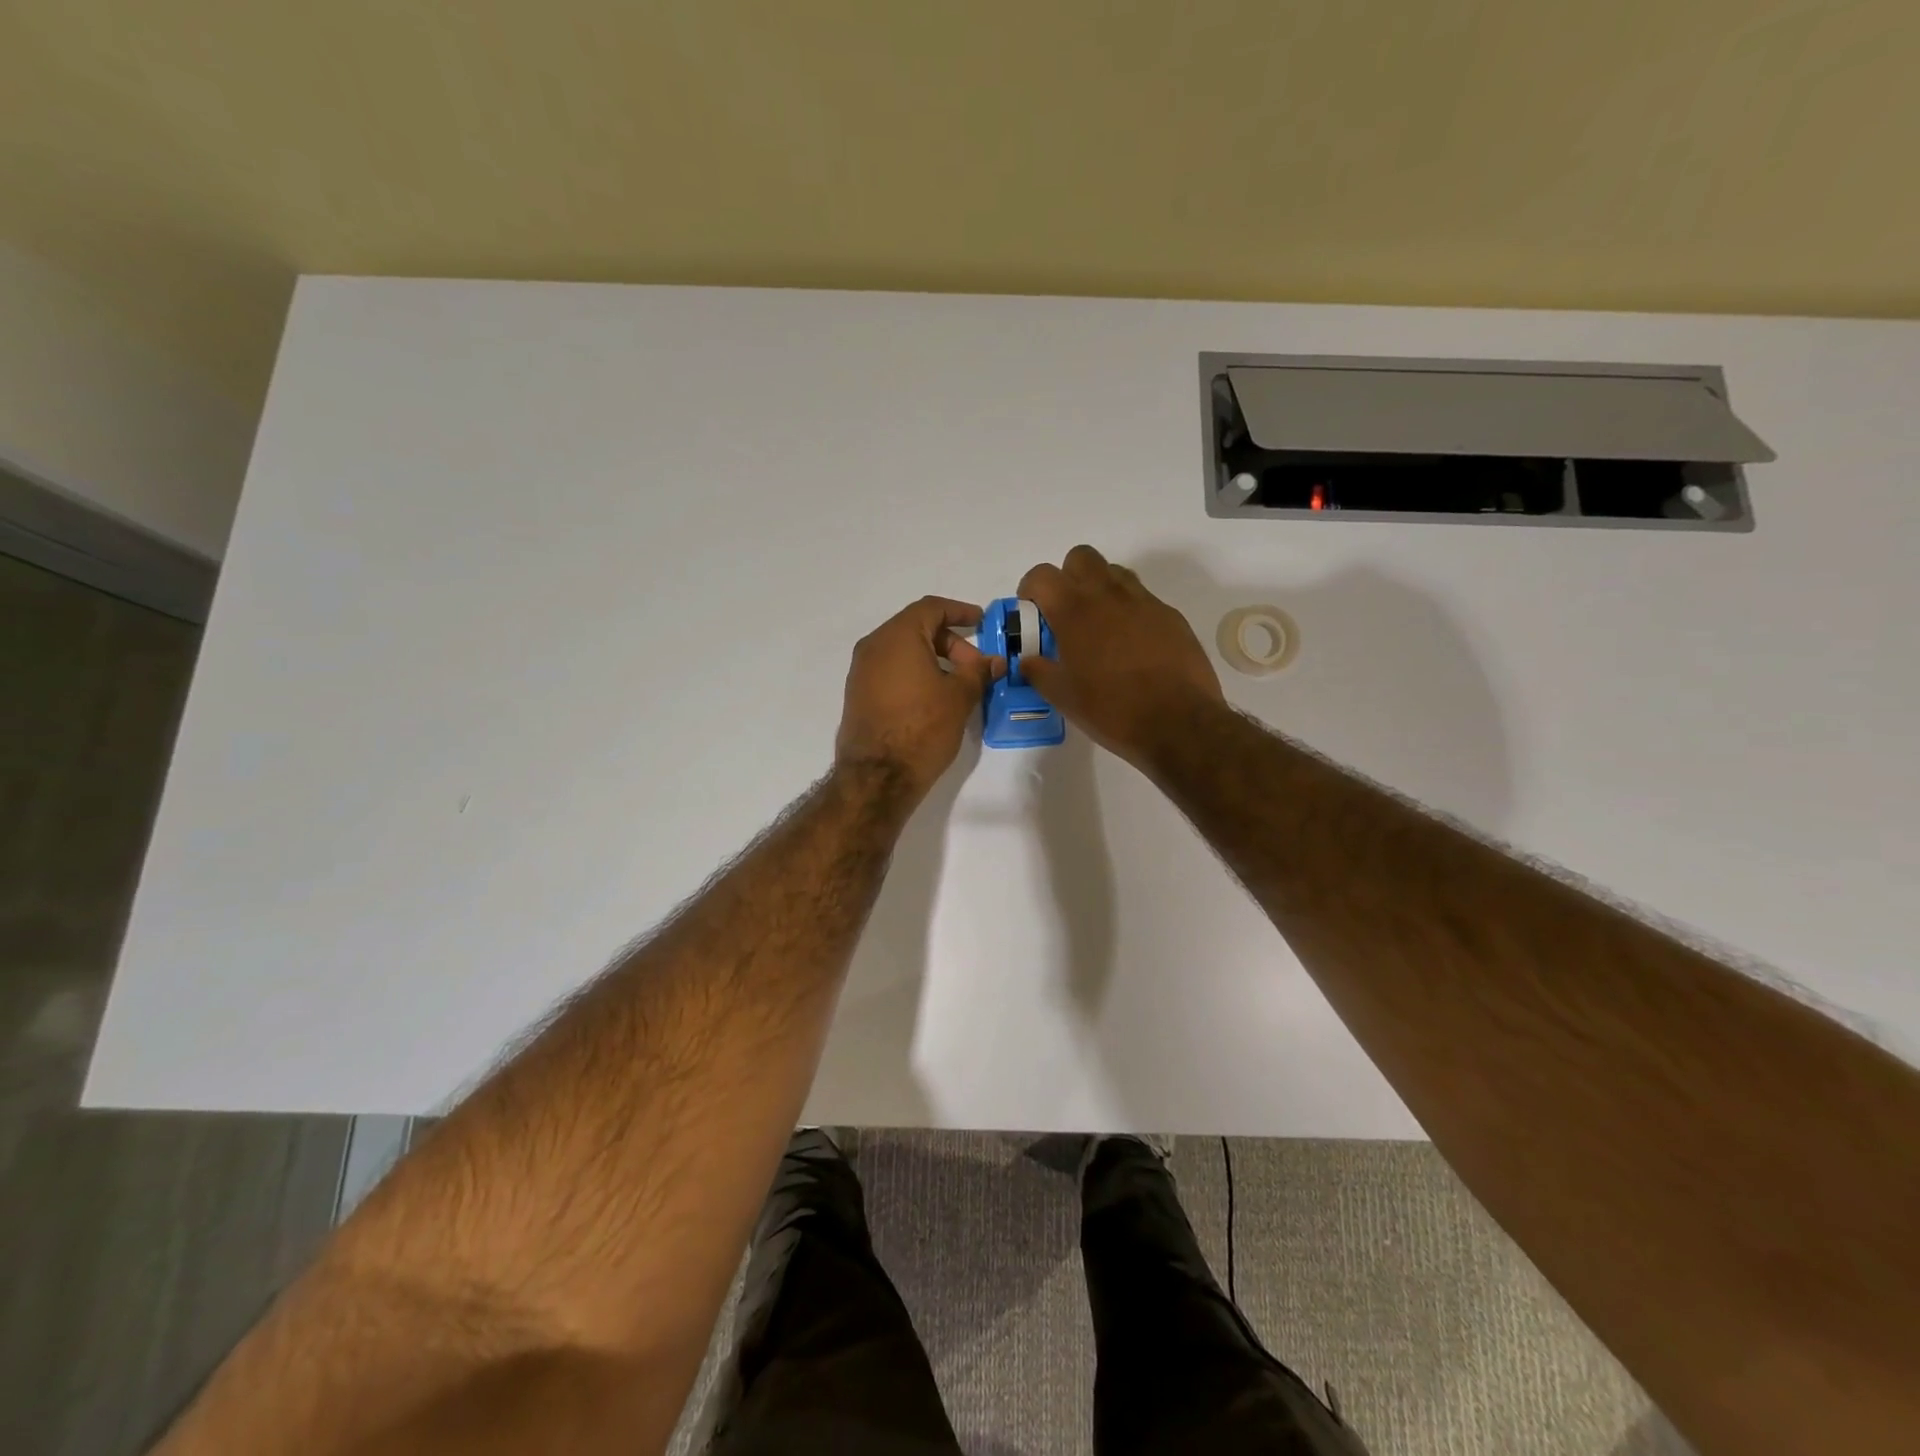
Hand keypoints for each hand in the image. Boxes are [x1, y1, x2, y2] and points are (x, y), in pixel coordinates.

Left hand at [835, 597, 1003, 800]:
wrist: (878, 777)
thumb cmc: (922, 728)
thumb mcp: (959, 698)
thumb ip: (978, 672)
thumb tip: (994, 661)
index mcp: (897, 636)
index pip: (932, 608)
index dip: (960, 611)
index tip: (982, 623)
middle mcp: (873, 646)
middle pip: (916, 628)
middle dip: (950, 642)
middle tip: (975, 667)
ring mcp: (861, 671)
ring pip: (902, 650)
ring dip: (933, 659)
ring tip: (958, 684)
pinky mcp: (857, 694)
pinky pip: (890, 670)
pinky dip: (914, 673)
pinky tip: (934, 697)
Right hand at [1018, 545, 1223, 766]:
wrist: (1178, 723)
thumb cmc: (1111, 710)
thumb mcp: (1063, 697)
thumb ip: (1038, 672)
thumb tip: (1028, 659)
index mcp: (1074, 611)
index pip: (1042, 575)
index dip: (1030, 589)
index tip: (1032, 611)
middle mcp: (1108, 595)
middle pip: (1081, 557)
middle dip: (1068, 577)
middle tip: (1066, 611)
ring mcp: (1143, 602)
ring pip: (1115, 573)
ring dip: (1100, 588)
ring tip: (1099, 625)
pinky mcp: (1170, 615)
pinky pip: (1142, 599)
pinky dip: (1129, 611)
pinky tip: (1131, 645)